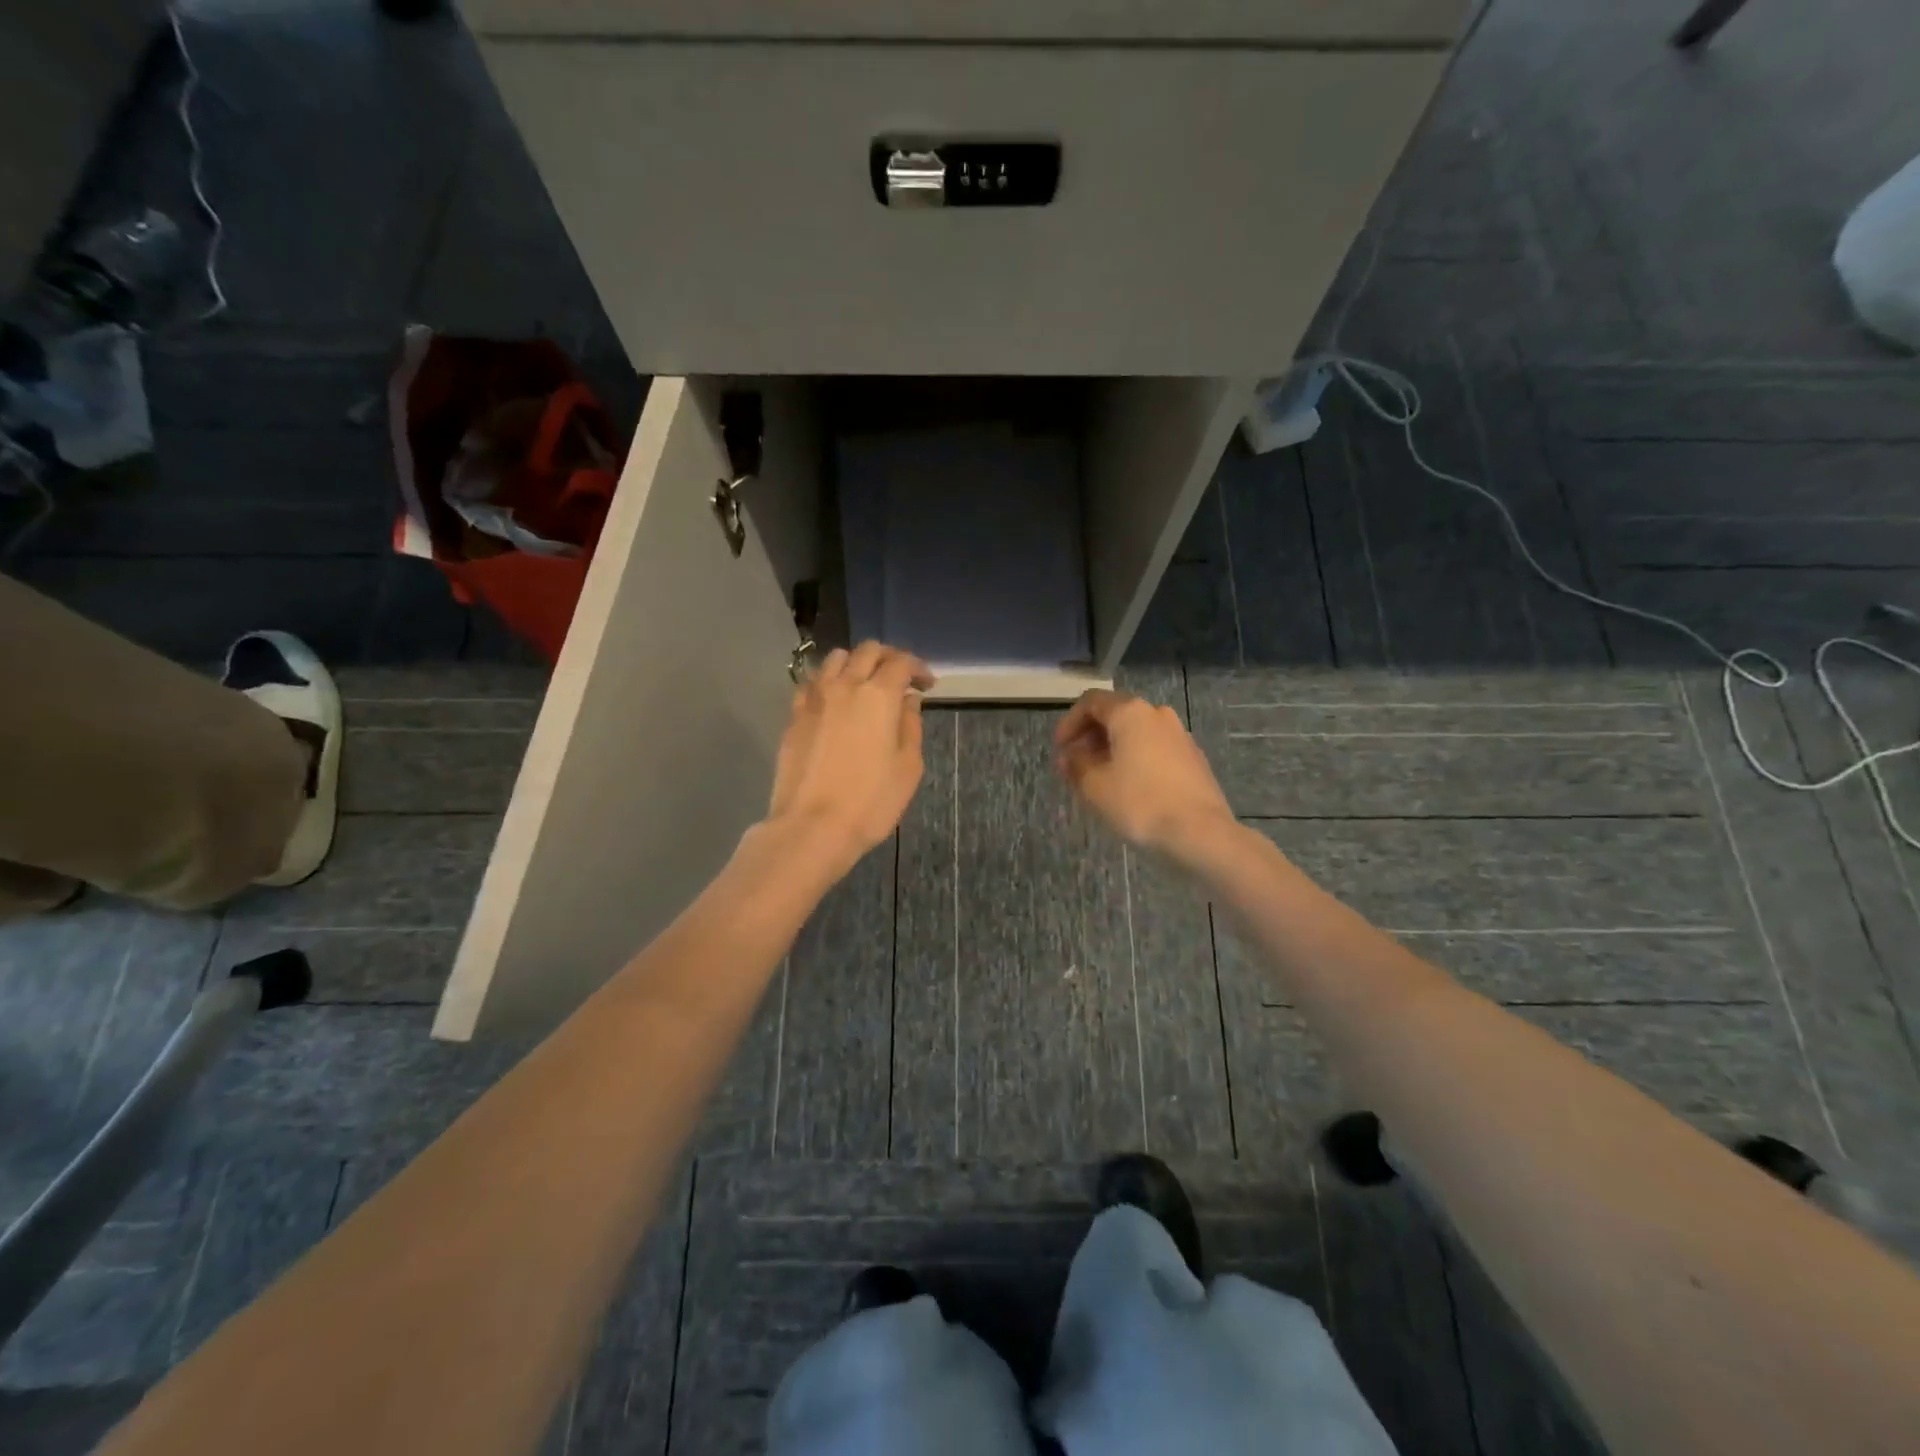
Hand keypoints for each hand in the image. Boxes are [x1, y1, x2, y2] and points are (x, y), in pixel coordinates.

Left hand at [763, 642, 934, 878]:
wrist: (812, 826)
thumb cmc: (871, 801)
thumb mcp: (908, 767)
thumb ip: (910, 725)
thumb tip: (907, 701)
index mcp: (879, 695)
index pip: (901, 662)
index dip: (918, 667)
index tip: (927, 684)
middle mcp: (845, 685)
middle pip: (868, 651)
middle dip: (889, 657)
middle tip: (900, 677)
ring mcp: (814, 698)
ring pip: (836, 659)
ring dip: (856, 663)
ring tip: (865, 684)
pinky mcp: (794, 715)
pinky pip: (812, 682)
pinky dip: (828, 681)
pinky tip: (834, 701)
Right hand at [1054, 689, 1234, 857]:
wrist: (1200, 832)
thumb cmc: (1140, 803)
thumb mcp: (1094, 785)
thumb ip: (1075, 764)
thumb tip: (1069, 755)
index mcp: (1130, 712)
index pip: (1091, 702)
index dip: (1069, 723)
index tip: (1059, 750)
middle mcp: (1156, 714)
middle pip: (1115, 715)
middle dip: (1090, 738)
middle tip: (1074, 766)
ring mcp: (1179, 735)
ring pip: (1136, 733)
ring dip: (1112, 750)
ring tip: (1099, 779)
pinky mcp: (1193, 757)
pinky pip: (1154, 749)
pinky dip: (1135, 759)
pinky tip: (1128, 787)